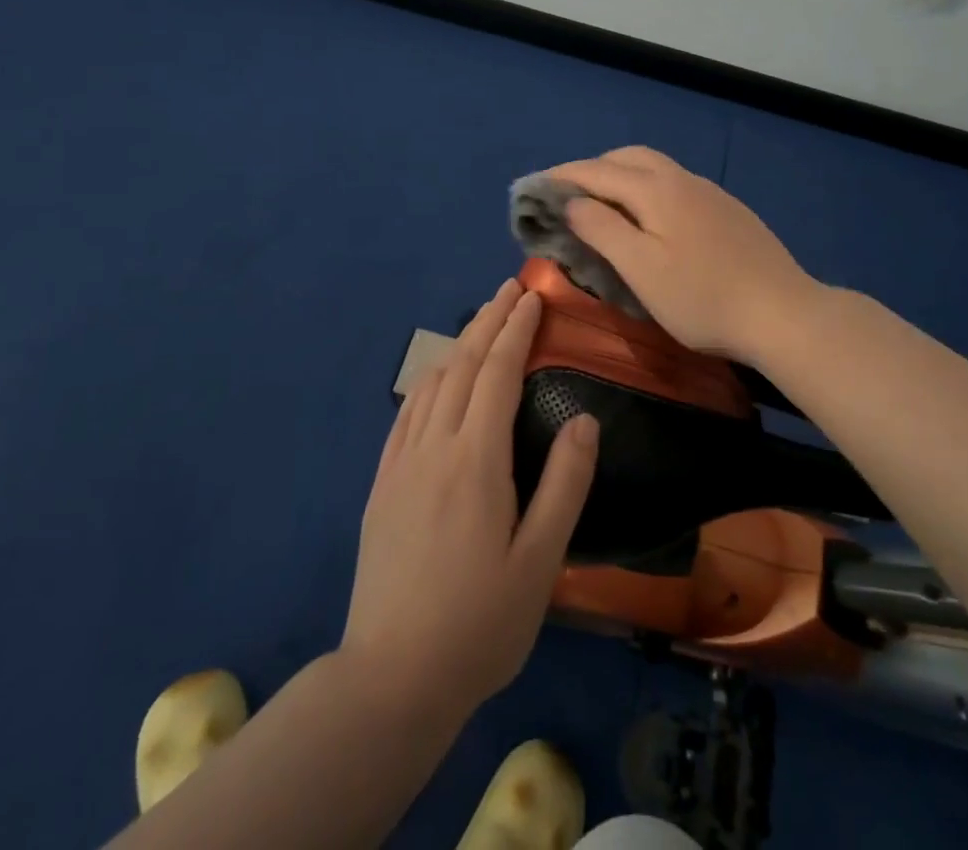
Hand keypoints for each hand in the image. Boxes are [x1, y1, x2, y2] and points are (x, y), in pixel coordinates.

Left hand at [342, 280, 598, 719]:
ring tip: (482, 323)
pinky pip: (407, 413)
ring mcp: (401, 464)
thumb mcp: (540, 561)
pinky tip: (437, 380)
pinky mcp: (382, 485)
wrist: (391, 678)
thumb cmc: (480, 622)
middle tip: (510, 289)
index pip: (498, 372)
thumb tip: (585, 420)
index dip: (516, 330)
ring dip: (460, 345)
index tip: (532, 297)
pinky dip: (429, 381)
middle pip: (463, 365)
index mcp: (475, 460)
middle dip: (489, 322)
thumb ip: (565, 484)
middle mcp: (434, 447)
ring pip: (432, 383)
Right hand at [545, 146, 820, 360]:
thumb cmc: (702, 297)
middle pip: (629, 158)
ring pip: (655, 169)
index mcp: (657, 189)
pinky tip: (650, 219)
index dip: (563, 176)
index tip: (534, 188)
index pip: (598, 171)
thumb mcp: (641, 268)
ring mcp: (710, 193)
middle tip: (568, 196)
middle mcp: (683, 180)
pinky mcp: (728, 211)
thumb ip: (603, 228)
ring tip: (603, 205)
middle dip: (593, 169)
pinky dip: (648, 189)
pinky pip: (675, 185)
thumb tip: (573, 201)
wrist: (783, 313)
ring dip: (622, 177)